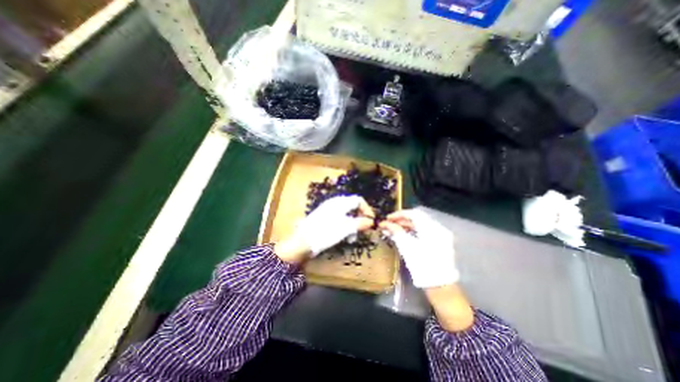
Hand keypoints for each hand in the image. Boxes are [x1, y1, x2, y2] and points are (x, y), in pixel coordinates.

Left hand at [277, 194, 374, 262]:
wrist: (303, 241)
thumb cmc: (326, 232)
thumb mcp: (346, 228)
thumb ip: (360, 223)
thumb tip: (371, 221)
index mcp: (340, 202)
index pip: (359, 200)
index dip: (367, 210)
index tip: (371, 222)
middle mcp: (335, 203)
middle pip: (353, 207)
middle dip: (360, 218)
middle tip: (363, 230)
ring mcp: (329, 210)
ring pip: (347, 214)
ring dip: (353, 225)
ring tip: (353, 237)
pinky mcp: (325, 218)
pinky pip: (339, 219)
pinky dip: (345, 227)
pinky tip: (344, 237)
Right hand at [381, 208, 458, 288]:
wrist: (439, 286)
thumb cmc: (422, 265)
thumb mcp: (407, 247)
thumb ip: (396, 232)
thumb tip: (384, 223)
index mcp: (431, 228)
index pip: (413, 214)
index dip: (399, 214)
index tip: (388, 219)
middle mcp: (438, 229)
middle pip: (417, 219)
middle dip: (401, 221)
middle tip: (388, 225)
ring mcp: (440, 236)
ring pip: (420, 226)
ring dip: (405, 227)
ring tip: (392, 231)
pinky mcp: (439, 243)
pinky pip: (423, 233)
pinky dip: (412, 233)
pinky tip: (402, 236)